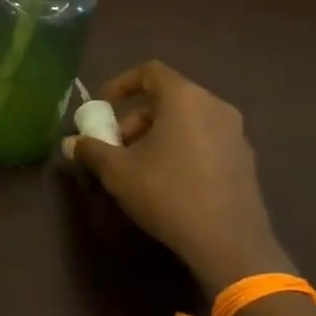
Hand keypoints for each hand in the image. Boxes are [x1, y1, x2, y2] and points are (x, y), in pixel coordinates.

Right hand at [64, 60, 291, 294]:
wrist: (229, 243)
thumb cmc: (168, 194)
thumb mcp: (118, 172)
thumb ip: (92, 150)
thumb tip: (71, 144)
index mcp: (184, 98)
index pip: (150, 72)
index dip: (121, 84)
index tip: (103, 107)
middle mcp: (214, 105)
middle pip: (167, 98)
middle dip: (136, 118)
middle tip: (116, 146)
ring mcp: (235, 133)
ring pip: (187, 120)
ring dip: (157, 135)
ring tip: (139, 167)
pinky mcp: (244, 159)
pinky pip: (205, 139)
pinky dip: (182, 148)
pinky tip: (169, 182)